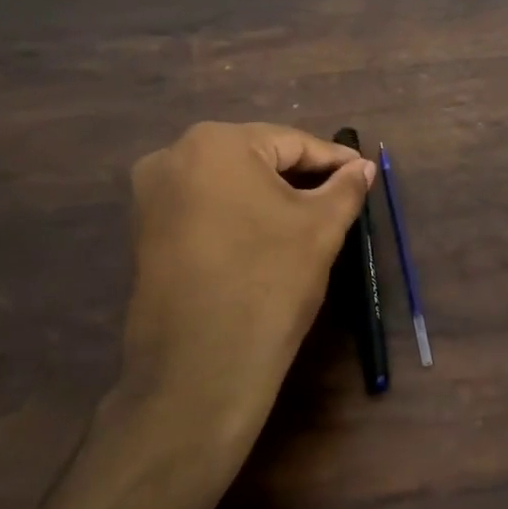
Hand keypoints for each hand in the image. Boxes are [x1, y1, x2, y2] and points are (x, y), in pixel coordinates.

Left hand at [114, 122, 374, 458]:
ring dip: (268, 196)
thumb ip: (345, 188)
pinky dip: (238, 215)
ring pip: (228, 184)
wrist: (202, 366)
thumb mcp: (320, 228)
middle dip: (299, 176)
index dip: (333, 160)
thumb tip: (362, 168)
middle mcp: (172, 156)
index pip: (290, 142)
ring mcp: (150, 196)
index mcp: (216, 143)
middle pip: (255, 158)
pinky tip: (266, 236)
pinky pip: (204, 208)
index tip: (363, 173)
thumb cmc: (270, 281)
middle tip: (339, 196)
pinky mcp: (144, 232)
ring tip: (308, 217)